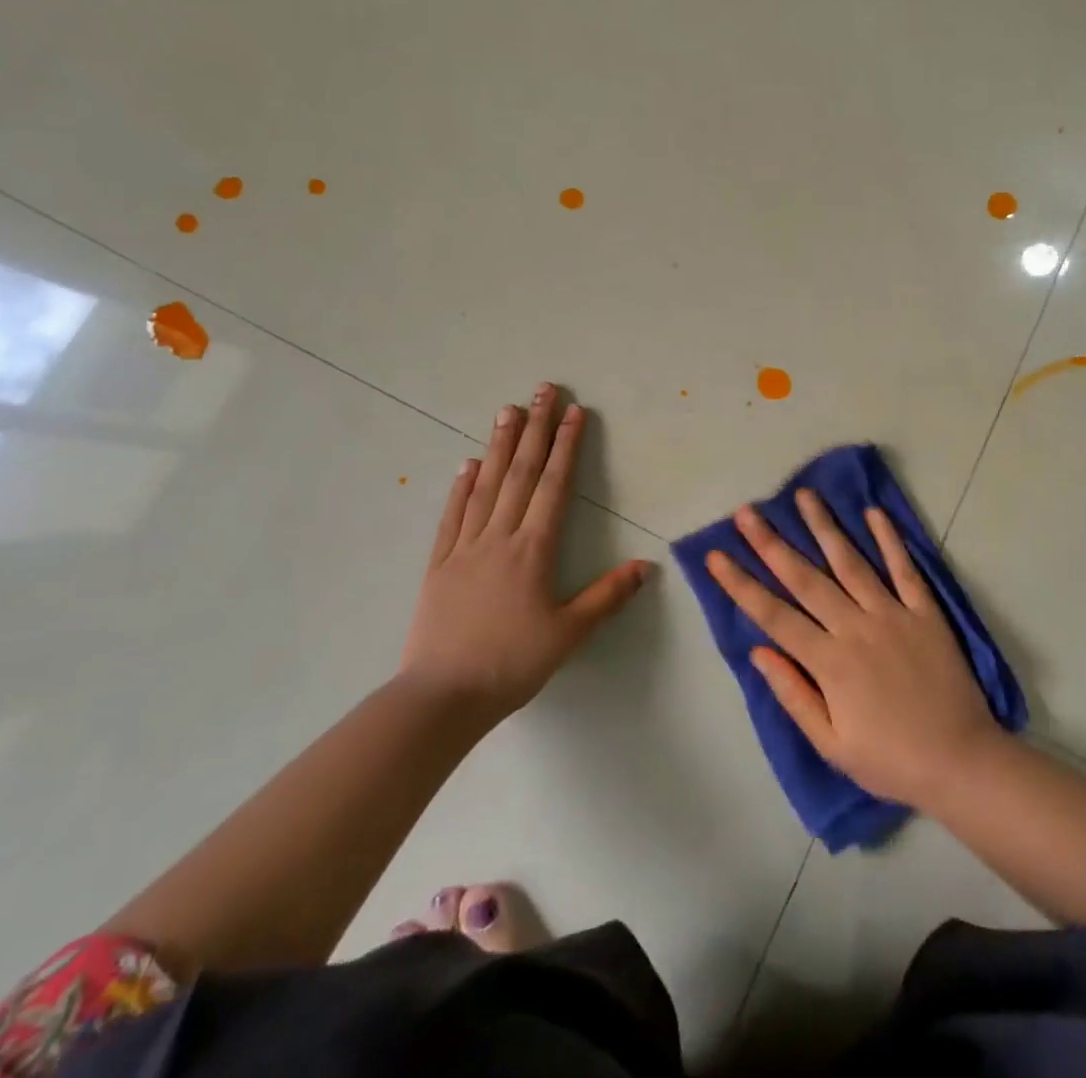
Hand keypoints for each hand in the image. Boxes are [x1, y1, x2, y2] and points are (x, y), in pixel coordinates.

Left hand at [402, 384, 649, 722]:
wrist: (443, 695)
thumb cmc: (512, 664)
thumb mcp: (569, 634)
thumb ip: (607, 596)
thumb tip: (646, 565)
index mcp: (534, 550)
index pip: (554, 486)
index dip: (566, 446)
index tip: (574, 412)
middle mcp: (500, 536)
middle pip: (521, 473)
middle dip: (535, 428)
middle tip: (543, 390)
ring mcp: (465, 546)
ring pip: (486, 485)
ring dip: (499, 445)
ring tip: (508, 410)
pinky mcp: (439, 563)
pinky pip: (452, 515)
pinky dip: (462, 486)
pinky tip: (468, 463)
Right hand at [706, 489, 999, 809]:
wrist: (962, 764)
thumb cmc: (890, 760)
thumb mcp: (832, 745)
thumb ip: (793, 695)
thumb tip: (759, 651)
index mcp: (829, 662)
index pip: (774, 615)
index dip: (741, 585)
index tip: (716, 556)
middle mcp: (856, 628)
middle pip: (806, 578)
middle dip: (771, 543)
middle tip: (746, 512)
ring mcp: (893, 615)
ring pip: (851, 562)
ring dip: (824, 527)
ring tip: (804, 495)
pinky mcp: (926, 612)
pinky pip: (904, 569)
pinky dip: (889, 539)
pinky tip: (873, 513)